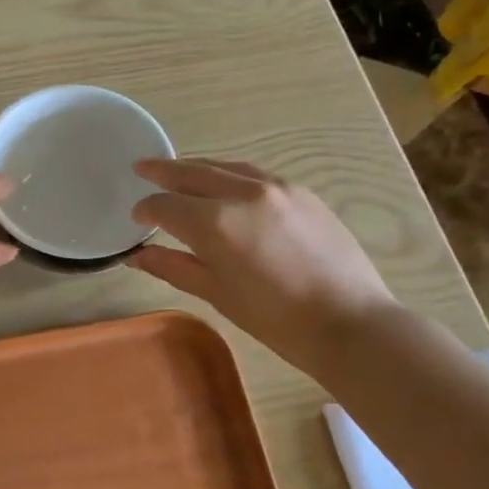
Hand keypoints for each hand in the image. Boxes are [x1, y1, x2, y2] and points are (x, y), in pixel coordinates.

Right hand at [129, 158, 397, 369]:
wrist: (350, 322)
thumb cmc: (276, 319)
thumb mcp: (217, 294)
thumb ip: (173, 267)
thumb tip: (138, 254)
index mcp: (216, 223)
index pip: (166, 205)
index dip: (147, 209)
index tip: (138, 217)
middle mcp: (242, 193)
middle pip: (192, 173)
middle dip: (163, 172)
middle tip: (141, 167)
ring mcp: (275, 187)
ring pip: (223, 167)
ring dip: (195, 167)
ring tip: (177, 170)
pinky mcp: (300, 191)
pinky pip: (253, 173)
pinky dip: (228, 174)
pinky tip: (222, 183)